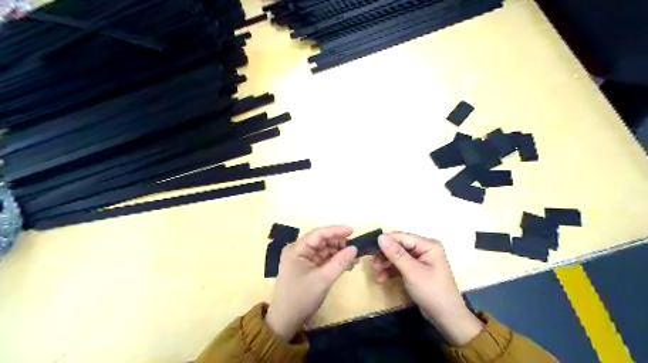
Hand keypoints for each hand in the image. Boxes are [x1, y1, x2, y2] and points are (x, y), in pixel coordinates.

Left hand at [264, 225, 358, 340]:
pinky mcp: (307, 268)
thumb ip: (340, 262)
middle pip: (321, 241)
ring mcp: (303, 259)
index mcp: (297, 249)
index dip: (336, 231)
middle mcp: (298, 250)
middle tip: (354, 249)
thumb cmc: (301, 297)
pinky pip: (323, 259)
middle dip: (338, 243)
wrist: (285, 321)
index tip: (352, 231)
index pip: (318, 234)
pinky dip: (334, 261)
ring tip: (352, 259)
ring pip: (324, 250)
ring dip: (338, 253)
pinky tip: (346, 265)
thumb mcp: (323, 279)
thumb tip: (355, 248)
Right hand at [372, 233, 482, 345]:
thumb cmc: (432, 292)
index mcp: (427, 245)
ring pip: (396, 256)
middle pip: (397, 246)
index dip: (385, 242)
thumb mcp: (412, 272)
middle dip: (384, 257)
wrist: (446, 318)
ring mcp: (419, 260)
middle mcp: (423, 249)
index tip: (370, 251)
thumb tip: (380, 237)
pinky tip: (382, 279)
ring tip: (377, 278)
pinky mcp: (415, 270)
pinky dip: (390, 271)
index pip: (401, 237)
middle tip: (374, 268)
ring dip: (385, 265)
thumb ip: (396, 254)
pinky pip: (399, 265)